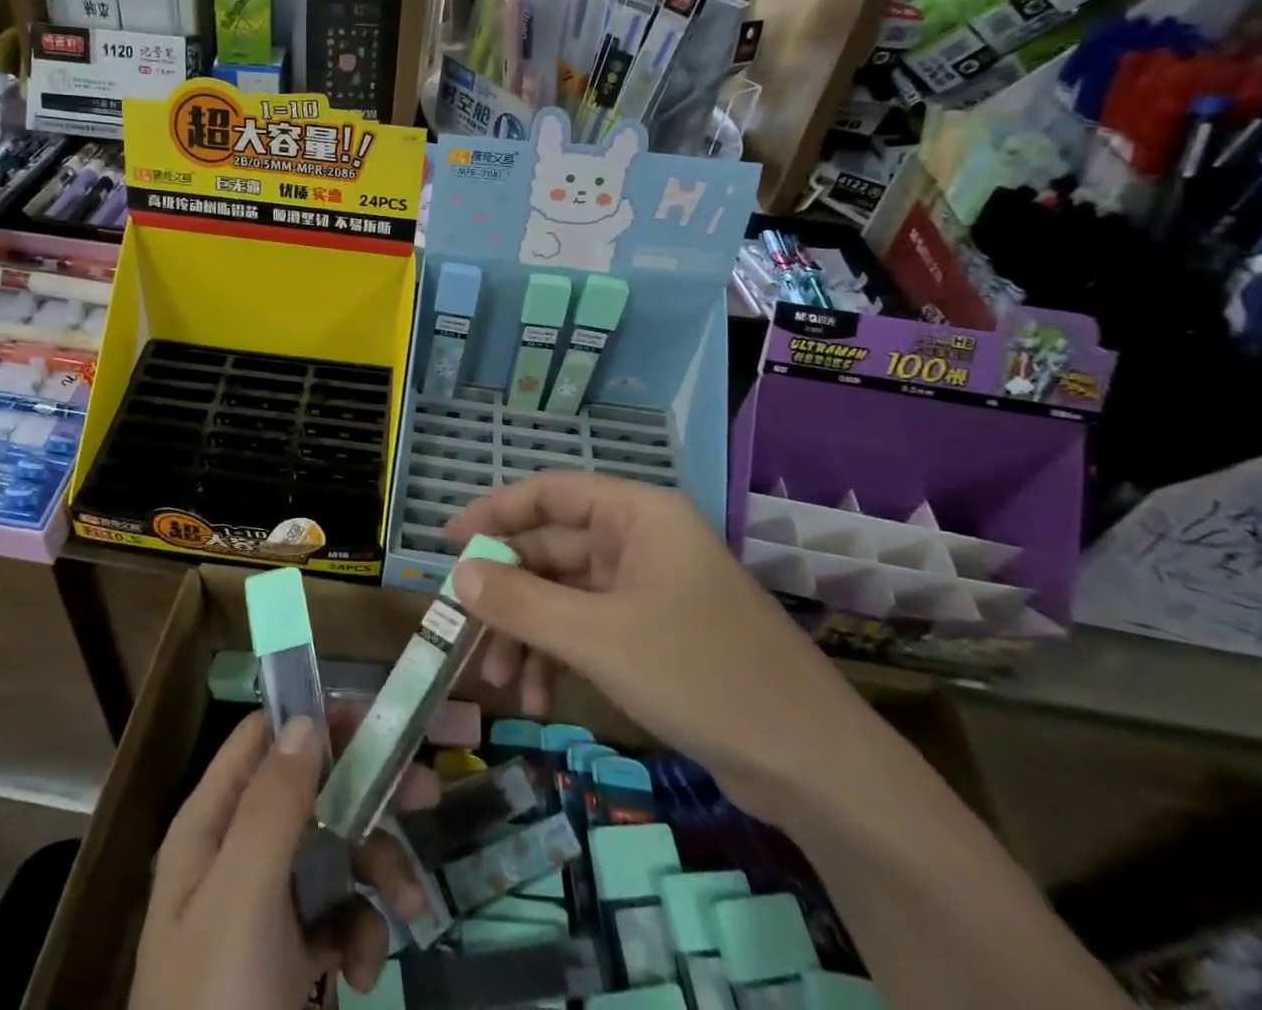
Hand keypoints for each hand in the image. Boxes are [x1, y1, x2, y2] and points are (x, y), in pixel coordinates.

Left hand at [128, 710, 434, 1009]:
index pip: (263, 740)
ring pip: (332, 853)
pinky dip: (360, 933)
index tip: (376, 721)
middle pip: (310, 793)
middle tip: (427, 795)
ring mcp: (262, 910)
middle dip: (368, 796)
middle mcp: (235, 855)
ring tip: (411, 910)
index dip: (316, 720)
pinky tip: (367, 970)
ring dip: (377, 872)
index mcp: (210, 826)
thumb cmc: (220, 1006)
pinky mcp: (287, 960)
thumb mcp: (242, 899)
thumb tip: (308, 717)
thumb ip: (273, 804)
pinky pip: (335, 917)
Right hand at [445, 471, 887, 826]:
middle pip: (552, 551)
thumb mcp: (598, 638)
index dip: (494, 513)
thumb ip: (521, 603)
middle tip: (465, 634)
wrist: (814, 767)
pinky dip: (559, 656)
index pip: (549, 493)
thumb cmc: (701, 675)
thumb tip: (458, 575)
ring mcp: (648, 588)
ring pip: (565, 595)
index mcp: (636, 515)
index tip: (447, 542)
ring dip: (529, 634)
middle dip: (508, 596)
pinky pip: (588, 629)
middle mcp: (640, 540)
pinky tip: (538, 698)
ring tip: (501, 683)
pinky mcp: (654, 633)